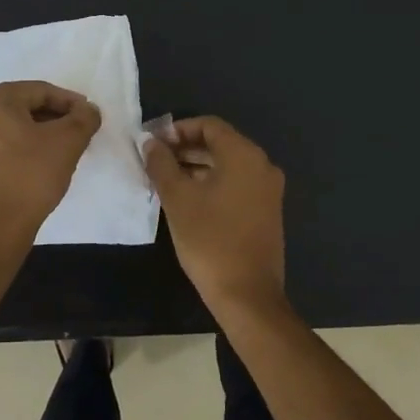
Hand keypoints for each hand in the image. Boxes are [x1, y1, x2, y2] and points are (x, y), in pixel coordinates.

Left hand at [0, 81, 101, 242]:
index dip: (70, 102)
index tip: (89, 117)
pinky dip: (24, 150)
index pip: (41, 91)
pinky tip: (42, 167)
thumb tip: (88, 110)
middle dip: (55, 118)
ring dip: (41, 135)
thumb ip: (84, 118)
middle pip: (25, 107)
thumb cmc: (31, 175)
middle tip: (79, 134)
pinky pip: (3, 148)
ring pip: (14, 128)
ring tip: (64, 151)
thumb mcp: (68, 141)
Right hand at [143, 116, 286, 322]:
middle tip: (155, 161)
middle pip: (220, 144)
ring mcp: (268, 190)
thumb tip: (150, 143)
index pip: (209, 125)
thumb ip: (162, 165)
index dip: (178, 129)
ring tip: (166, 180)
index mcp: (244, 155)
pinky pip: (237, 184)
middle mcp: (262, 165)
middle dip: (186, 148)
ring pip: (228, 165)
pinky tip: (188, 199)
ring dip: (197, 167)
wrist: (247, 295)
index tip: (154, 143)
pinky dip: (213, 183)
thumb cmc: (210, 240)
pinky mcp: (267, 211)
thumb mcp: (178, 199)